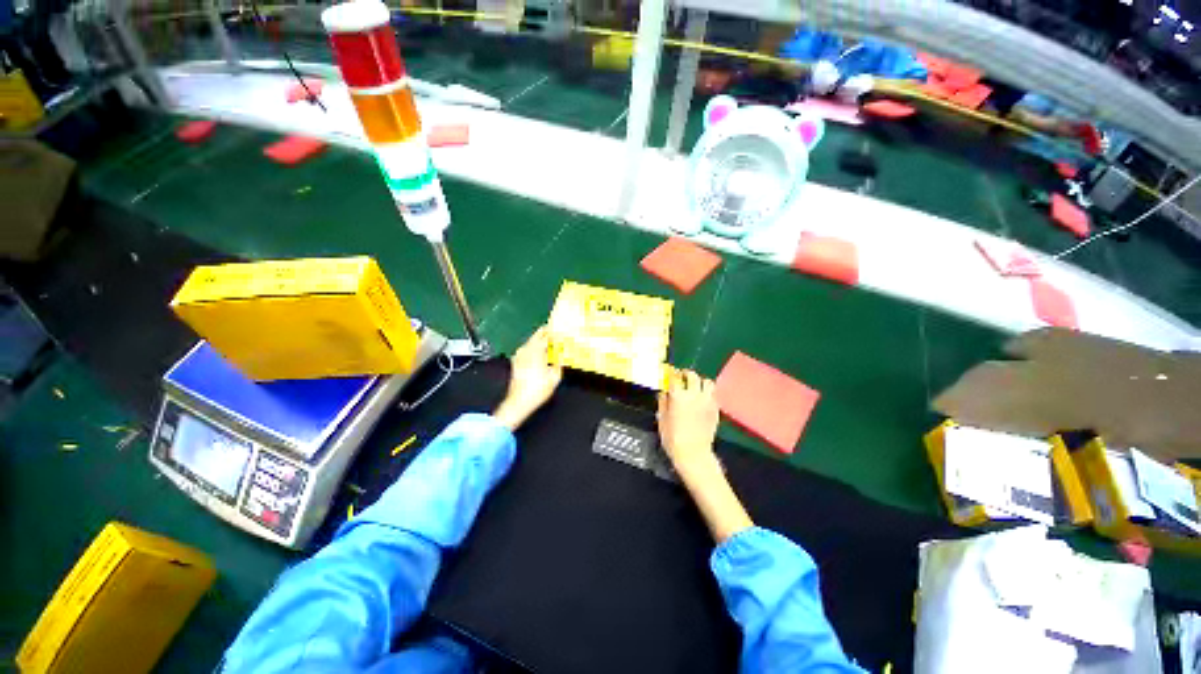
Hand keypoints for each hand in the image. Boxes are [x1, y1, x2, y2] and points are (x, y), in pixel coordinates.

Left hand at [493, 327, 562, 430]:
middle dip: (545, 333)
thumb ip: (559, 362)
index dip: (553, 330)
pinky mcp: (516, 362)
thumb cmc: (538, 389)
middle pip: (536, 336)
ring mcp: (519, 355)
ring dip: (539, 339)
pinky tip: (539, 351)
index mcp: (536, 350)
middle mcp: (526, 349)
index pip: (545, 335)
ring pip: (530, 342)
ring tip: (549, 340)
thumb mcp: (555, 376)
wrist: (519, 402)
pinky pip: (526, 349)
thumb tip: (562, 354)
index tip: (560, 327)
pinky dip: (533, 347)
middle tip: (555, 331)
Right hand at [657, 369, 719, 475]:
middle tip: (683, 377)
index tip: (670, 373)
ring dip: (701, 381)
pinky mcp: (716, 409)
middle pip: (693, 375)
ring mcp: (707, 401)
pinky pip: (713, 394)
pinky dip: (708, 393)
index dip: (672, 373)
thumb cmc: (673, 438)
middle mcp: (694, 395)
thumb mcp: (661, 419)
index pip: (675, 377)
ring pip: (708, 382)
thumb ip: (663, 402)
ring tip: (696, 386)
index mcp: (678, 396)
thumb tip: (664, 392)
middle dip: (687, 374)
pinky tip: (702, 399)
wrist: (693, 454)